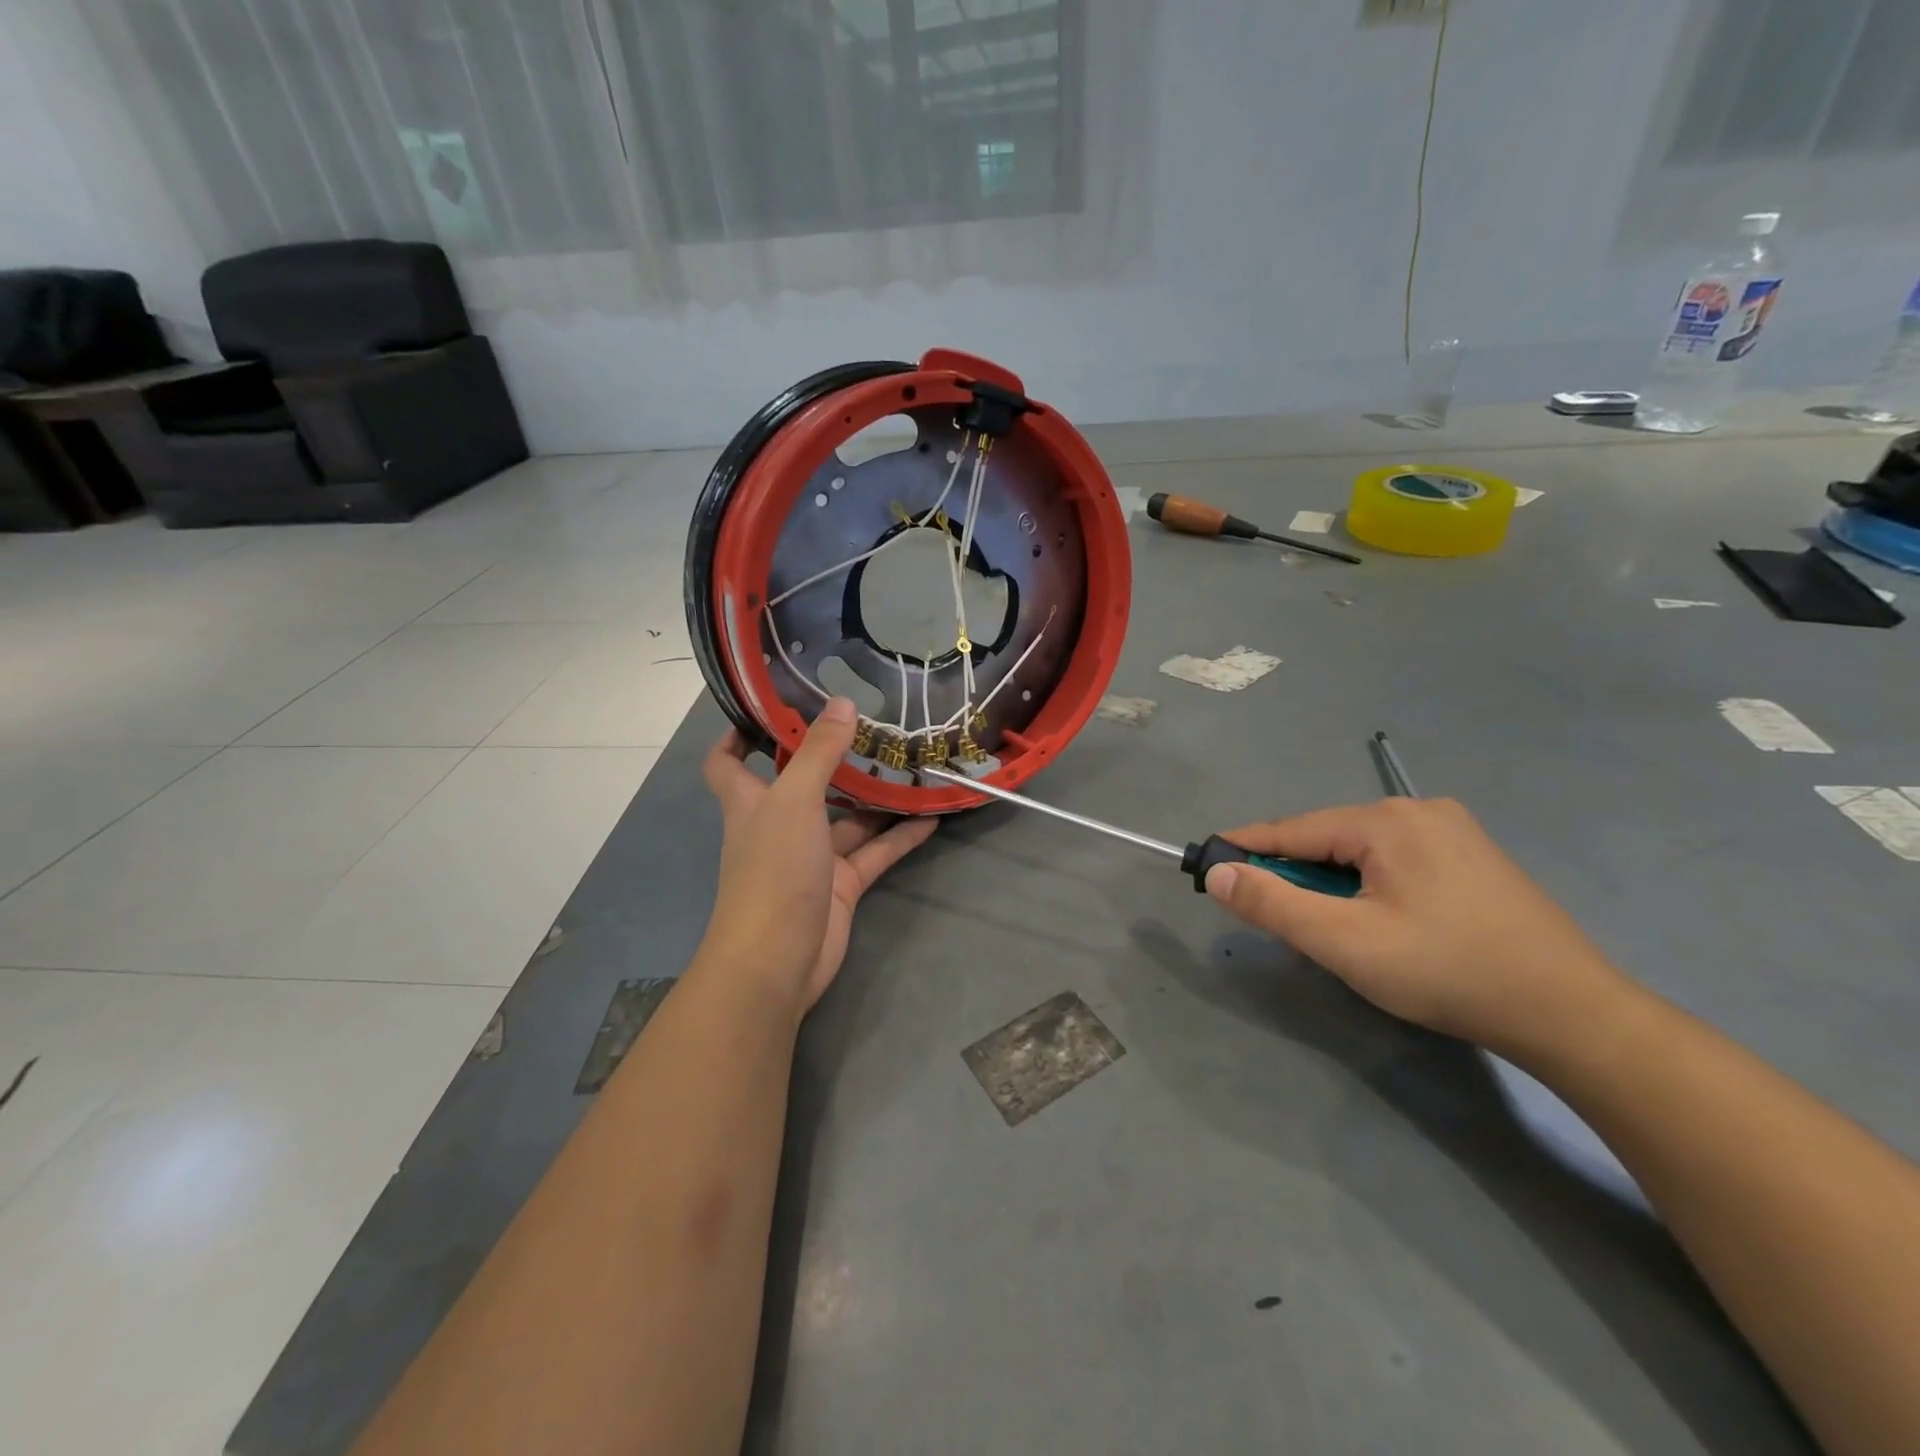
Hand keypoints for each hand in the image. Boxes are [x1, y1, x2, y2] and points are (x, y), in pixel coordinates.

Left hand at [700, 698, 936, 1015]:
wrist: (778, 960)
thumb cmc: (773, 871)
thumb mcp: (795, 801)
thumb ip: (819, 751)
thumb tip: (842, 701)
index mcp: (751, 802)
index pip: (728, 762)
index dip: (741, 734)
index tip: (774, 706)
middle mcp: (779, 824)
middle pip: (804, 783)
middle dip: (834, 758)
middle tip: (873, 725)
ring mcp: (812, 857)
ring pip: (848, 819)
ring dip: (876, 797)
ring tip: (912, 764)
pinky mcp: (841, 885)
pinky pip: (875, 853)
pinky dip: (900, 836)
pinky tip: (931, 816)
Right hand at [1204, 797, 1624, 1055]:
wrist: (1573, 1015)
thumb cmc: (1447, 971)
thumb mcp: (1345, 942)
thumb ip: (1274, 905)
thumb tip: (1218, 873)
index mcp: (1387, 820)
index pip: (1293, 830)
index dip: (1246, 849)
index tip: (1208, 864)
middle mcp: (1419, 810)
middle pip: (1328, 840)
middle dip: (1296, 876)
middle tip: (1277, 919)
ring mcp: (1454, 832)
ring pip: (1362, 853)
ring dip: (1333, 885)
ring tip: (1329, 929)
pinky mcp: (1475, 858)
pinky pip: (1396, 863)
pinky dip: (1369, 887)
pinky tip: (1379, 922)